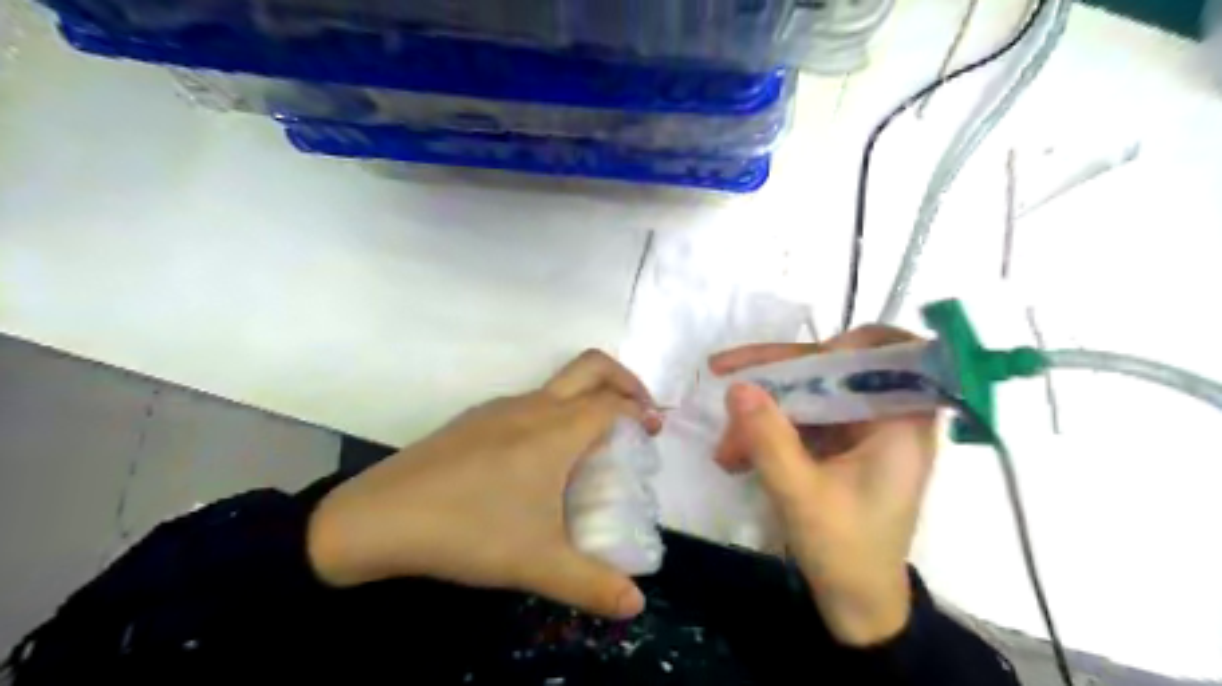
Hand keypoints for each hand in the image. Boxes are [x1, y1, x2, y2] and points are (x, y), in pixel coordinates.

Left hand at [310, 350, 665, 618]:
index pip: (614, 404)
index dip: (641, 413)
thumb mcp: (538, 564)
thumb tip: (636, 607)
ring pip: (558, 383)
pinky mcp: (476, 419)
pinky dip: (556, 413)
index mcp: (557, 429)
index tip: (653, 434)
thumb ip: (592, 585)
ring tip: (594, 444)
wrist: (380, 517)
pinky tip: (541, 461)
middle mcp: (533, 406)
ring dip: (588, 398)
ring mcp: (501, 407)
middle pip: (592, 366)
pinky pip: (530, 402)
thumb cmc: (469, 530)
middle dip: (625, 380)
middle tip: (638, 413)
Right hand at [708, 323, 937, 642]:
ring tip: (726, 449)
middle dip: (775, 378)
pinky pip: (802, 418)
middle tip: (723, 379)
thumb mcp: (801, 496)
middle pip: (834, 368)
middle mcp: (887, 417)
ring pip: (810, 392)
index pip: (891, 352)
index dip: (847, 343)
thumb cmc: (845, 554)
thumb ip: (769, 439)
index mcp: (902, 423)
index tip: (801, 359)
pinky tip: (736, 455)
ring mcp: (861, 430)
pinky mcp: (840, 445)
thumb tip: (737, 386)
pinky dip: (768, 431)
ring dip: (763, 411)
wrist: (857, 607)